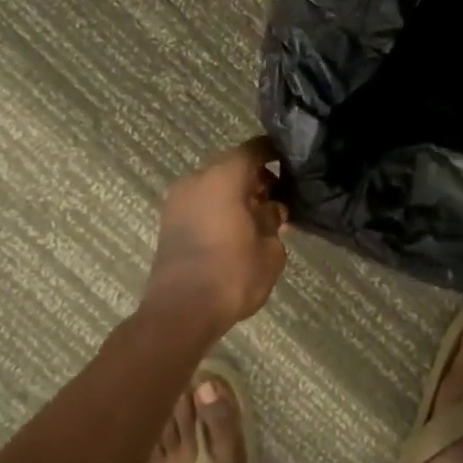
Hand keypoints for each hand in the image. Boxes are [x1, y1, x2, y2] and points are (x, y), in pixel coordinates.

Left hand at [143, 137, 289, 331]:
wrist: (180, 313)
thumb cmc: (232, 274)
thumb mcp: (270, 249)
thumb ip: (273, 220)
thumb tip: (270, 209)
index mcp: (224, 176)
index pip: (255, 149)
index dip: (276, 154)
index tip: (293, 165)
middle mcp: (197, 179)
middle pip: (233, 166)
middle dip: (257, 179)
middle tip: (279, 199)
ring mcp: (178, 200)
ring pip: (215, 185)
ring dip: (237, 195)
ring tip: (259, 219)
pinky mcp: (169, 222)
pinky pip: (202, 202)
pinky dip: (220, 208)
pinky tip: (238, 231)